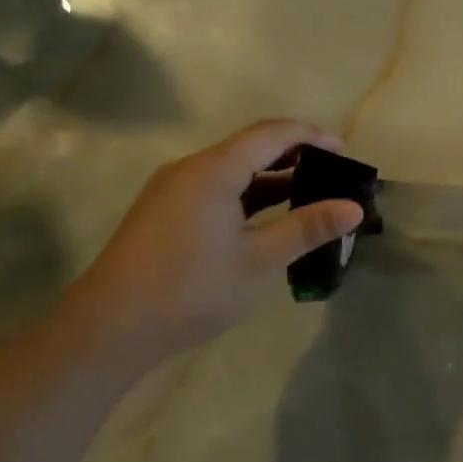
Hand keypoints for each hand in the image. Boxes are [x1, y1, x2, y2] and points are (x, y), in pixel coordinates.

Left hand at [68, 120, 363, 352]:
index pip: (272, 133)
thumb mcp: (258, 261)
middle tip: (331, 173)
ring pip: (231, 170)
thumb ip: (307, 228)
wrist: (108, 329)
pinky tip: (264, 220)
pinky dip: (246, 195)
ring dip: (270, 178)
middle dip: (294, 155)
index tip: (344, 150)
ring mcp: (172, 189)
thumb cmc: (190, 289)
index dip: (311, 135)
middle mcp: (191, 168)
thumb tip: (355, 209)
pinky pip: (214, 188)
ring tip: (307, 195)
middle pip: (250, 147)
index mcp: (214, 169)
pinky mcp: (163, 211)